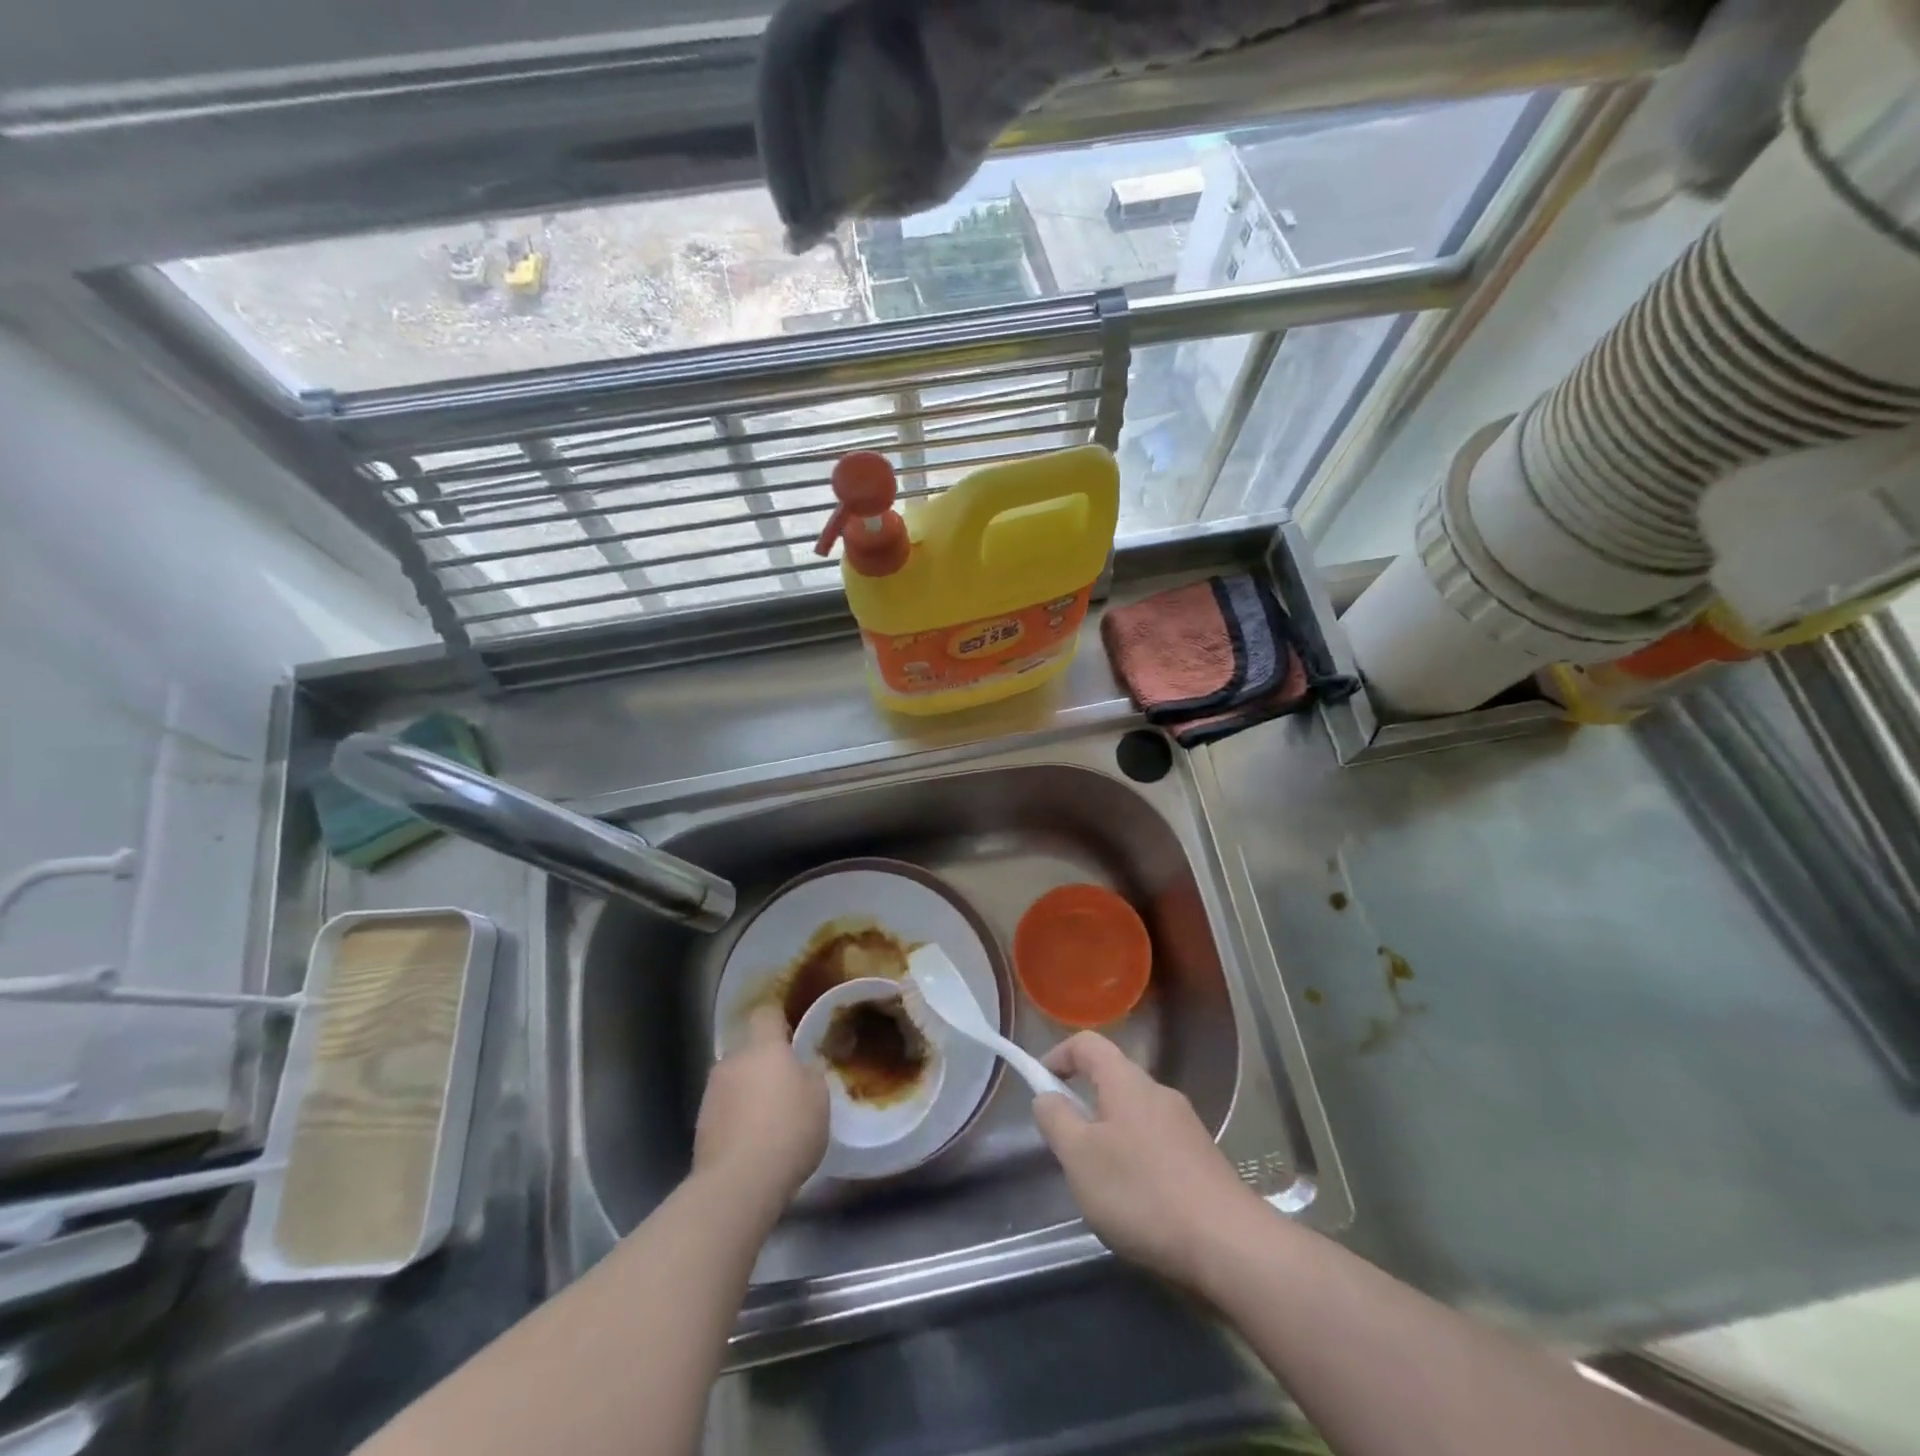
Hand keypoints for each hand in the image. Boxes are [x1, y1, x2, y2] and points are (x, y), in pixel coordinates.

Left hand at [694, 1005, 828, 1212]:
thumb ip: (811, 1074)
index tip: (791, 1031)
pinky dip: (736, 1117)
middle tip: (786, 1085)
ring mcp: (712, 1092)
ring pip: (735, 1080)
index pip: (766, 1014)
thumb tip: (804, 1066)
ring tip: (768, 1119)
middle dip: (764, 1063)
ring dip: (749, 1091)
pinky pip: (725, 1108)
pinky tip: (752, 1141)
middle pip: (749, 1051)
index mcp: (764, 1047)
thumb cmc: (788, 1130)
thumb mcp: (819, 1099)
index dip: (778, 1019)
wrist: (738, 1182)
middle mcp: (732, 1061)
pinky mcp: (700, 1124)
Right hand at [1033, 1032, 1266, 1287]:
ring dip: (1110, 1134)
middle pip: (1112, 1078)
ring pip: (1134, 1114)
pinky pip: (1157, 1142)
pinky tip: (1137, 1202)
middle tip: (1067, 1145)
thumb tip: (1046, 1096)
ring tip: (1100, 1181)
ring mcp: (1185, 1125)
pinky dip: (1136, 1158)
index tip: (1041, 1085)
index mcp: (1126, 1081)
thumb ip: (1056, 1120)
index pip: (1087, 1043)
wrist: (1229, 1245)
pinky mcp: (1202, 1158)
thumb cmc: (1142, 1192)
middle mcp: (1158, 1092)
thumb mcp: (1080, 1158)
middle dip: (1084, 1103)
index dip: (1059, 1055)